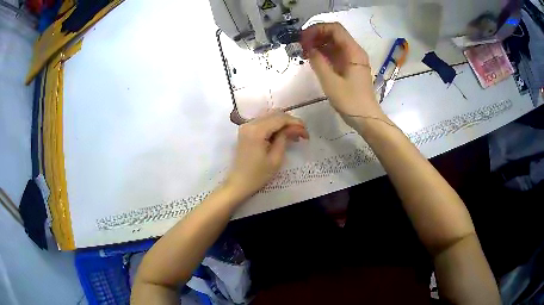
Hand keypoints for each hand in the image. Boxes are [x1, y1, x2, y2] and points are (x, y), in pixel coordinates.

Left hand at [225, 111, 308, 200]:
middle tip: (301, 134)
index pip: (280, 118)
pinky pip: (263, 121)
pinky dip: (274, 125)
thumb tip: (295, 127)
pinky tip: (282, 135)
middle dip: (291, 122)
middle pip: (275, 114)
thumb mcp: (276, 158)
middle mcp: (250, 123)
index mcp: (257, 130)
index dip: (296, 123)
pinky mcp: (246, 130)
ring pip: (270, 116)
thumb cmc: (257, 175)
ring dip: (283, 123)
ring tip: (293, 135)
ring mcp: (246, 126)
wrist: (238, 183)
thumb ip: (285, 138)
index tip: (306, 133)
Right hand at [301, 22, 385, 127]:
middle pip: (334, 34)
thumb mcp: (330, 81)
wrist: (367, 119)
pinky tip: (313, 59)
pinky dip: (324, 54)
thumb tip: (309, 48)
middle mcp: (354, 51)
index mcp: (353, 51)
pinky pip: (336, 54)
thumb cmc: (350, 101)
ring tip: (304, 52)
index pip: (335, 29)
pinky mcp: (351, 67)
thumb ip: (318, 61)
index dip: (317, 29)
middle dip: (316, 36)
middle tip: (301, 45)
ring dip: (319, 44)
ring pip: (334, 44)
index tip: (303, 38)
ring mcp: (353, 59)